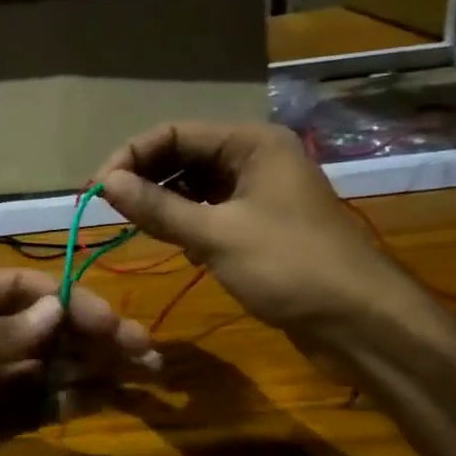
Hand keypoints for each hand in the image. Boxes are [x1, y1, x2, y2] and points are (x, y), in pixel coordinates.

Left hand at [0, 266, 158, 455]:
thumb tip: (58, 312)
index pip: (25, 289)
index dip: (71, 302)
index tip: (113, 325)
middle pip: (44, 329)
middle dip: (94, 337)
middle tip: (147, 353)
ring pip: (46, 370)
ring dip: (91, 369)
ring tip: (143, 375)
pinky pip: (32, 409)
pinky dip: (67, 402)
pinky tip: (103, 399)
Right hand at [92, 120, 418, 338]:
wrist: (359, 322)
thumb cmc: (290, 267)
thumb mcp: (217, 235)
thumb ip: (158, 208)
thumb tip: (105, 184)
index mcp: (251, 143)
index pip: (174, 133)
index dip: (131, 157)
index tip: (96, 190)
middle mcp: (255, 158)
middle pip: (183, 156)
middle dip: (145, 178)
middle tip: (108, 209)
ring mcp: (259, 192)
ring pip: (194, 186)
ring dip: (163, 202)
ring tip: (132, 224)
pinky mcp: (259, 225)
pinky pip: (209, 211)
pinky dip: (185, 222)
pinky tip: (169, 241)